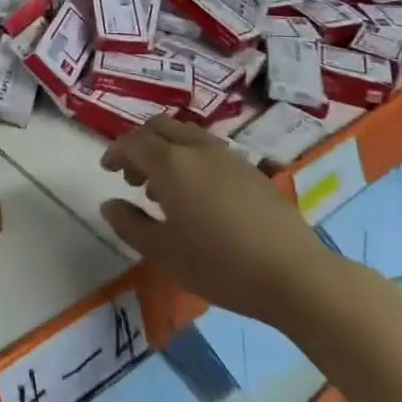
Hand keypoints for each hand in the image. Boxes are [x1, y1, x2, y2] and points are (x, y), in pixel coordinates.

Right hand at [99, 115, 348, 326]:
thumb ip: (130, 225)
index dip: (115, 151)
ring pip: (186, 135)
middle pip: (160, 127)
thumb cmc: (221, 265)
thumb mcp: (164, 253)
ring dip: (166, 150)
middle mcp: (197, 148)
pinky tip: (197, 196)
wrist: (295, 274)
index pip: (133, 142)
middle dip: (140, 144)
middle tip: (132, 176)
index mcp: (171, 163)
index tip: (107, 169)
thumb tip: (109, 203)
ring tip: (162, 189)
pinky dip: (190, 159)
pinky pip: (208, 150)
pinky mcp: (251, 170)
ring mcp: (228, 156)